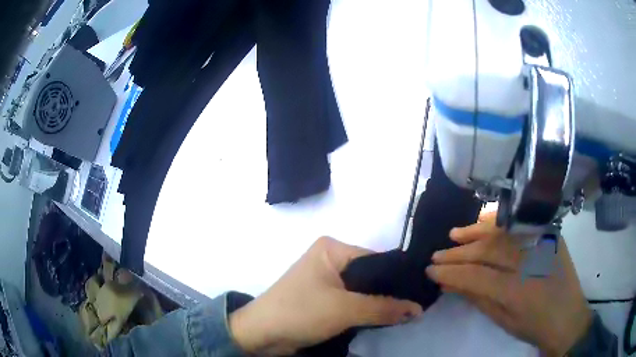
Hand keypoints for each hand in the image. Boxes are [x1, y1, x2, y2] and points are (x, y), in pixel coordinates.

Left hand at [230, 237, 422, 355]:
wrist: (261, 334)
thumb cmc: (300, 312)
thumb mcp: (345, 309)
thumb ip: (384, 308)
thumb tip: (418, 309)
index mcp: (332, 249)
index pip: (376, 259)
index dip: (398, 278)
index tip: (420, 293)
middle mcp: (330, 259)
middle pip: (370, 276)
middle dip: (389, 293)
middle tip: (415, 307)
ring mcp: (325, 280)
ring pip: (362, 291)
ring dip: (379, 304)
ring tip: (406, 314)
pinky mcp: (323, 298)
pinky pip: (352, 302)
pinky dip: (366, 311)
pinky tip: (385, 319)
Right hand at [426, 212, 592, 356]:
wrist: (567, 316)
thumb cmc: (534, 326)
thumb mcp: (503, 320)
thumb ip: (477, 298)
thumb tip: (450, 284)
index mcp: (518, 290)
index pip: (476, 276)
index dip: (450, 273)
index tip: (430, 271)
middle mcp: (530, 261)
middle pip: (487, 251)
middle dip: (458, 254)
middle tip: (437, 255)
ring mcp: (542, 243)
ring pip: (502, 232)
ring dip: (475, 232)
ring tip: (454, 235)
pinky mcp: (549, 234)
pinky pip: (520, 224)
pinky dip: (499, 222)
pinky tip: (484, 222)